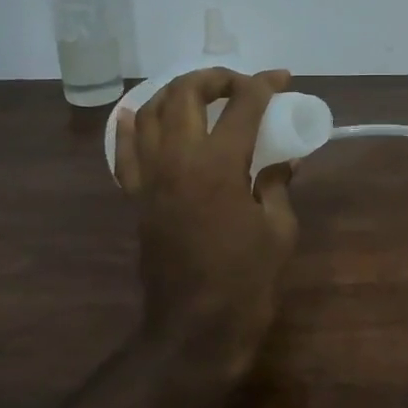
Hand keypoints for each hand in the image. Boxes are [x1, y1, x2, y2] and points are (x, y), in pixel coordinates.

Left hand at [114, 68, 299, 377]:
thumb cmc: (246, 282)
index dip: (264, 86)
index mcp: (219, 166)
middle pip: (185, 95)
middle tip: (240, 85)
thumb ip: (277, 186)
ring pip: (148, 114)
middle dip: (215, 78)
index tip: (281, 79)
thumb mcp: (279, 231)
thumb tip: (282, 161)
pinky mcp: (136, 199)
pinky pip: (125, 154)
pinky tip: (134, 114)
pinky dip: (129, 127)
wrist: (195, 328)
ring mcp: (150, 179)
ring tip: (199, 95)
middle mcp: (177, 161)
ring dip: (174, 94)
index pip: (242, 106)